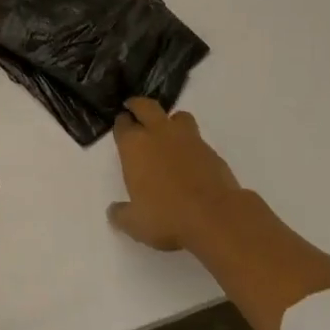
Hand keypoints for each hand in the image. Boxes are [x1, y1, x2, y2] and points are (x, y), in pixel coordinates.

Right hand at [106, 97, 244, 251]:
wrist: (215, 217)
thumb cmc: (167, 216)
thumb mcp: (135, 223)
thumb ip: (120, 214)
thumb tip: (114, 211)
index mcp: (134, 145)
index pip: (122, 124)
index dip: (121, 124)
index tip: (121, 127)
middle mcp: (158, 133)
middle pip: (146, 106)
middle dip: (138, 106)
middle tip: (135, 111)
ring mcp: (188, 139)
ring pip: (177, 116)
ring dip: (170, 121)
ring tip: (168, 135)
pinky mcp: (211, 150)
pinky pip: (197, 138)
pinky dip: (190, 144)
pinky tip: (189, 161)